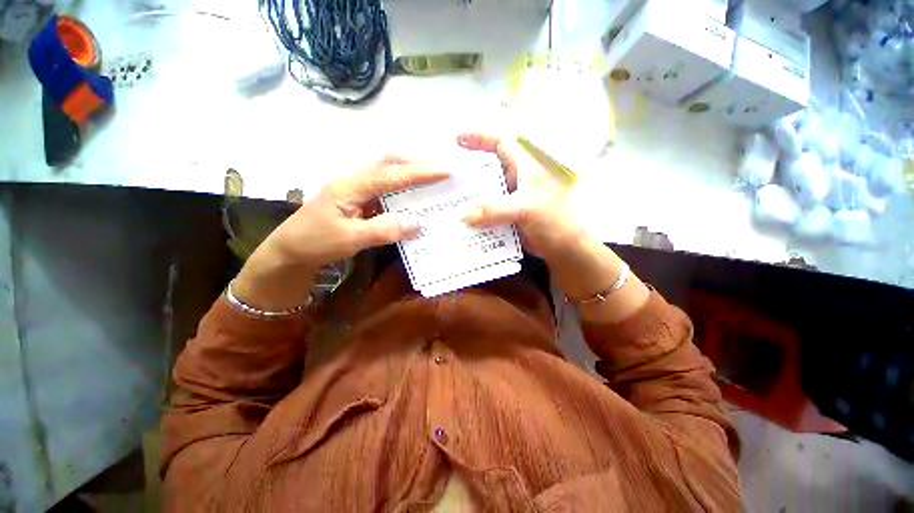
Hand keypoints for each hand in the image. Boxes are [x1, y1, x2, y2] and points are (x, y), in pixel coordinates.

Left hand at [232, 157, 448, 310]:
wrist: (289, 252)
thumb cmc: (314, 243)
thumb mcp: (349, 239)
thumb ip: (383, 230)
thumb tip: (417, 223)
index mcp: (351, 185)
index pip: (391, 174)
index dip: (420, 172)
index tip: (445, 171)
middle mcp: (354, 181)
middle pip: (387, 162)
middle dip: (415, 163)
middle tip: (439, 171)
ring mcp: (356, 191)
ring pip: (386, 174)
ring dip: (409, 174)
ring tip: (431, 181)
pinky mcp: (358, 201)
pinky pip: (384, 190)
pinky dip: (401, 191)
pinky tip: (412, 200)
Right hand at [458, 133, 648, 319]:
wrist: (563, 249)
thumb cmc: (553, 221)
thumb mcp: (525, 209)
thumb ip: (495, 210)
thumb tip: (466, 216)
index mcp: (524, 168)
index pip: (501, 143)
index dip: (480, 137)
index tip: (458, 139)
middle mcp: (516, 180)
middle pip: (488, 168)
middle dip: (468, 169)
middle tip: (446, 175)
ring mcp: (511, 199)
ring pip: (486, 191)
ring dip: (469, 195)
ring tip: (448, 199)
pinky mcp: (507, 216)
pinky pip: (487, 211)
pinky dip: (475, 214)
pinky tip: (461, 220)